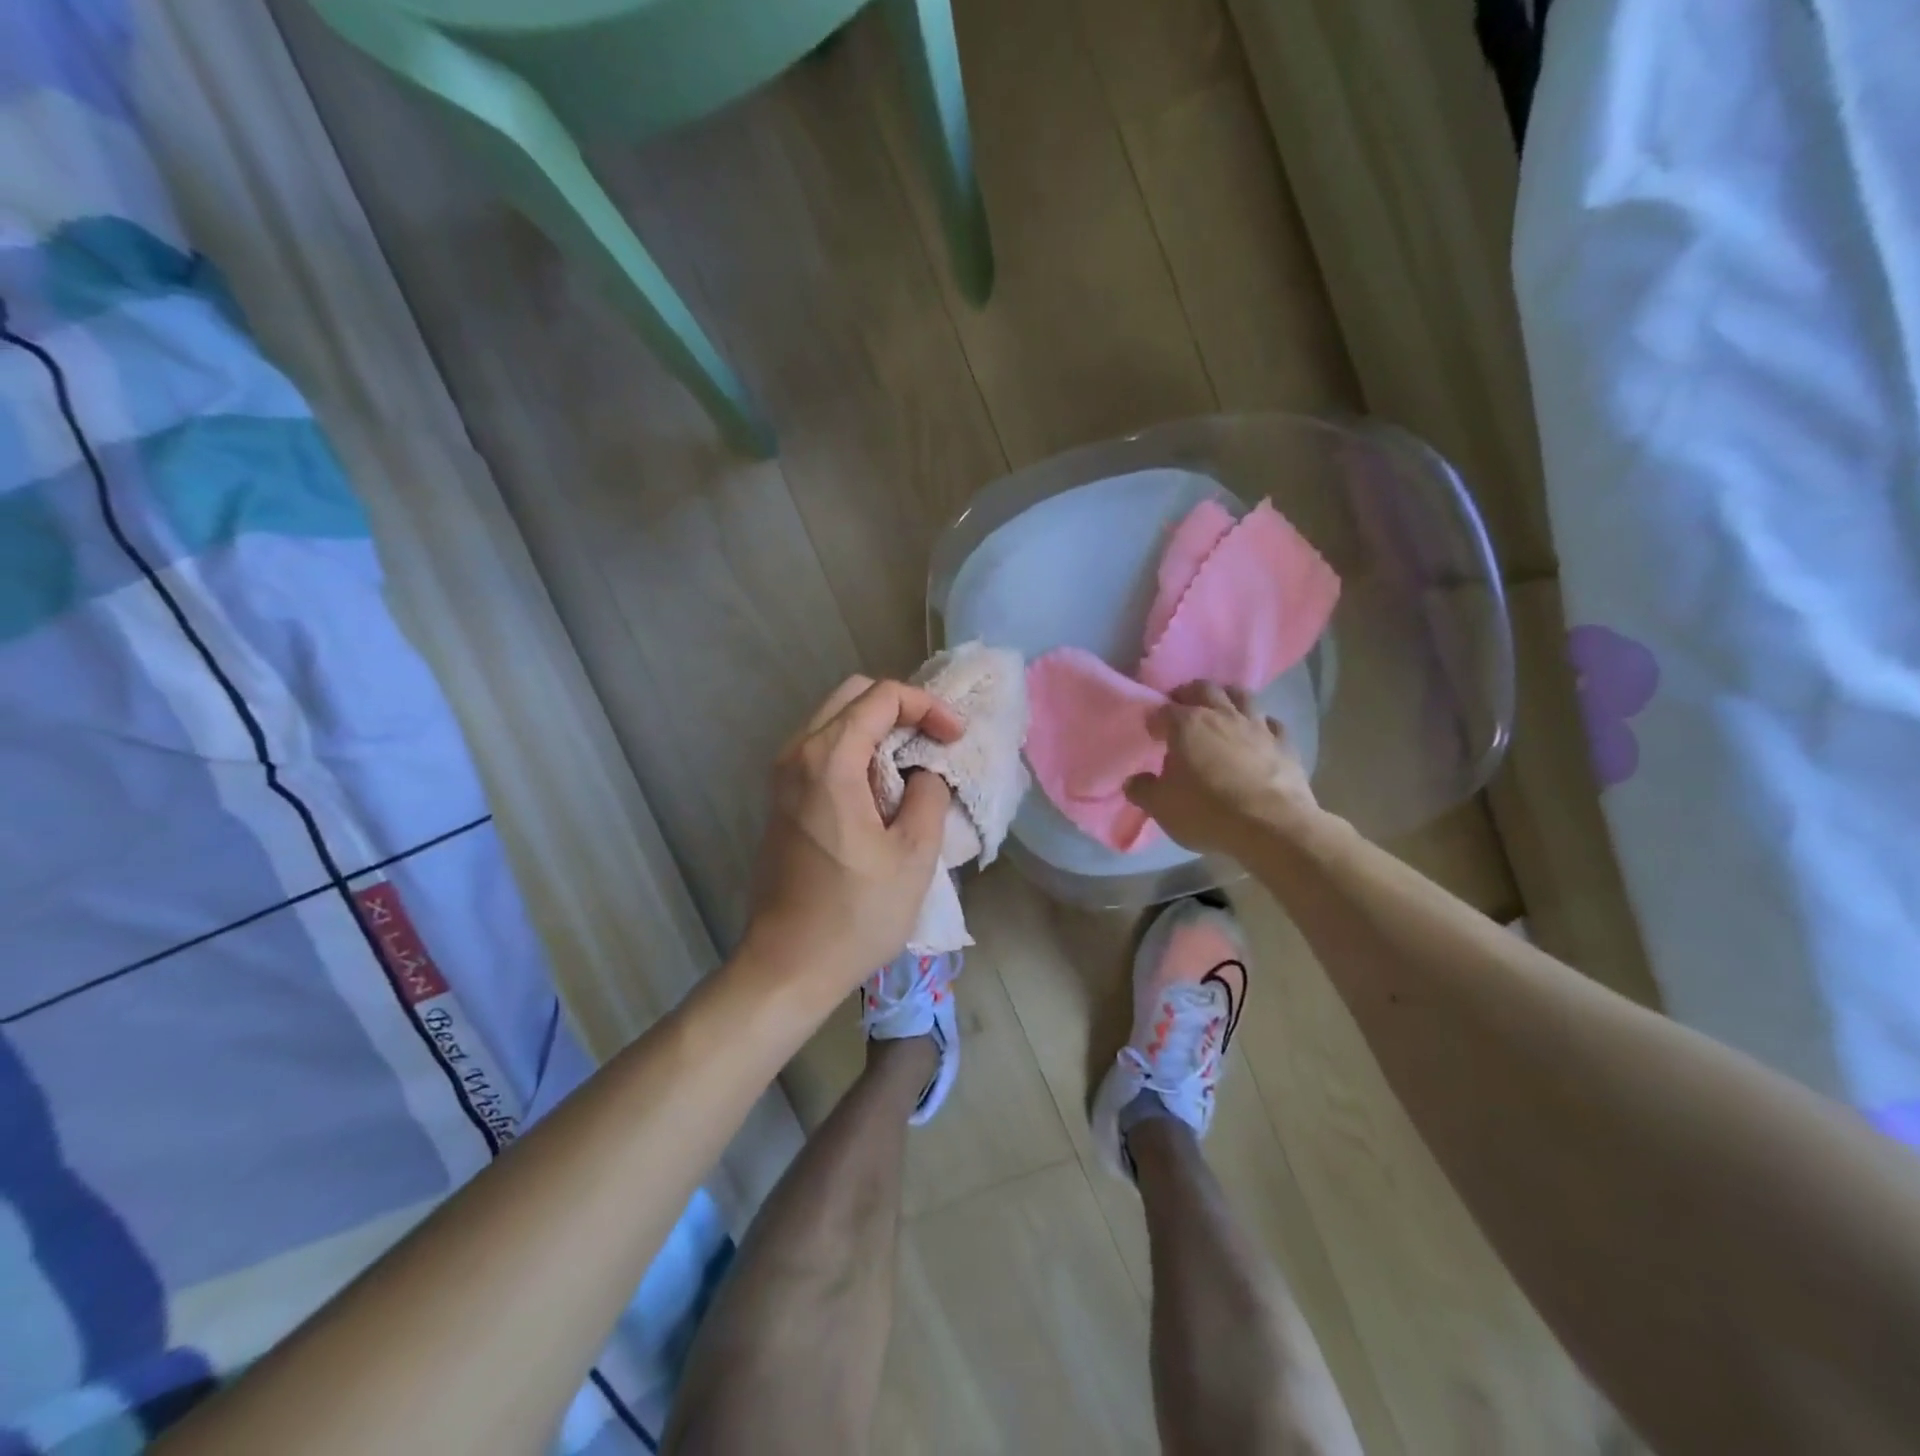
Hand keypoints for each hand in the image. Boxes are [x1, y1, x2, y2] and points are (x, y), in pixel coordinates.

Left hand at [742, 676, 960, 1004]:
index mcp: (828, 761)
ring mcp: (782, 776)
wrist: (787, 964)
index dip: (928, 707)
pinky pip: (820, 747)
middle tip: (936, 740)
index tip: (956, 738)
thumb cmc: (856, 914)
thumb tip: (926, 771)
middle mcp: (796, 754)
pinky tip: (883, 782)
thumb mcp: (913, 854)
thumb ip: (929, 794)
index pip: (882, 697)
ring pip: (834, 719)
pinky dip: (856, 747)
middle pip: (852, 696)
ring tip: (916, 759)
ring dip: (878, 727)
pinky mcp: (781, 798)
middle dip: (902, 708)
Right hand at [1124, 681, 1320, 855]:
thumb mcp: (1162, 807)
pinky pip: (1272, 723)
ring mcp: (1257, 726)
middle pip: (1204, 689)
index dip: (1154, 719)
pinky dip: (1261, 725)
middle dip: (1189, 695)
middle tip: (1182, 712)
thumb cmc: (1208, 813)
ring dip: (1228, 699)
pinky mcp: (1285, 743)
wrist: (1273, 828)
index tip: (1152, 733)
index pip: (1163, 709)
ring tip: (1220, 714)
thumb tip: (1133, 781)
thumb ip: (1143, 790)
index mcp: (1187, 724)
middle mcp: (1222, 715)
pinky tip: (1257, 736)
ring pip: (1242, 696)